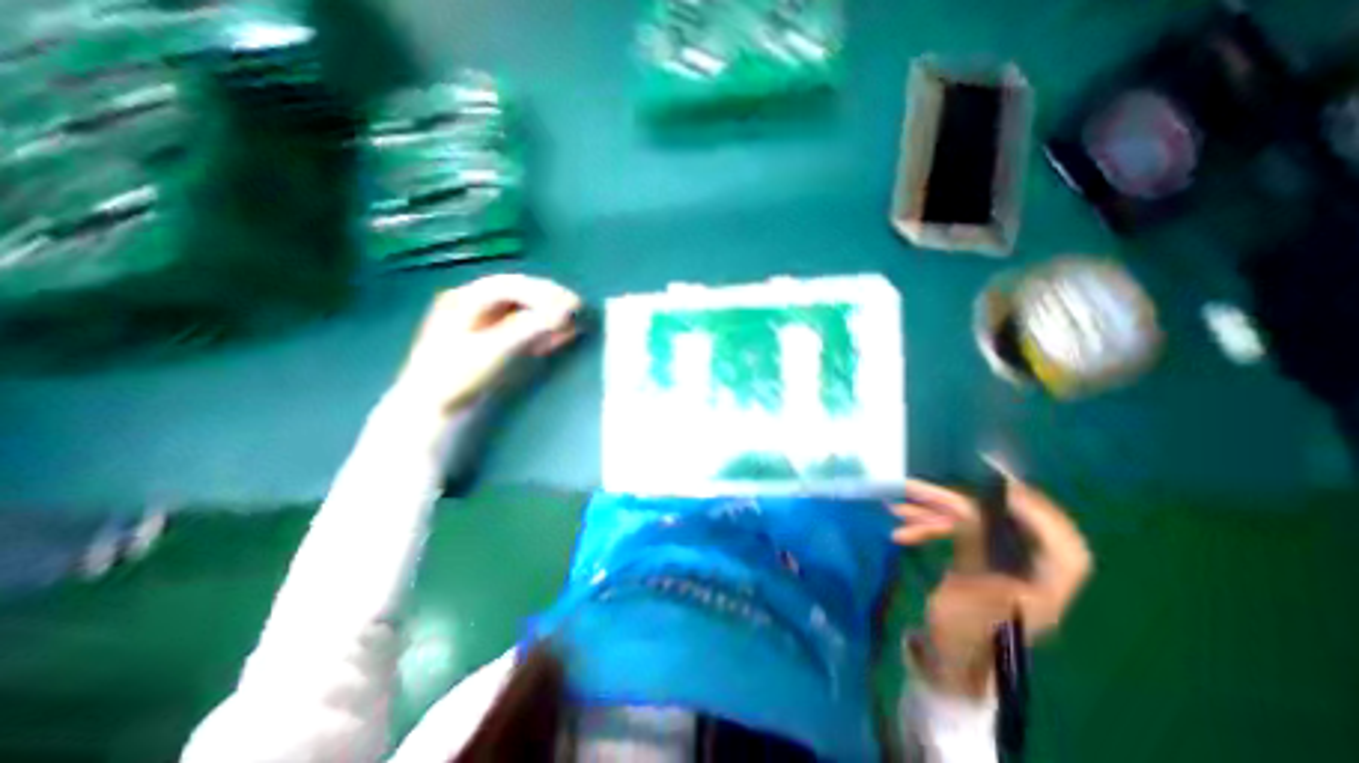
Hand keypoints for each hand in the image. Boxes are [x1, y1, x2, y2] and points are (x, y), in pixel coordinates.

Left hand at [397, 273, 580, 415]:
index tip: (572, 305)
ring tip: (575, 323)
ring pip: (525, 309)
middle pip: (521, 293)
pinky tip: (561, 334)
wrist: (433, 408)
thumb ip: (529, 328)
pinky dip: (545, 329)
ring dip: (552, 314)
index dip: (544, 292)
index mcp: (466, 298)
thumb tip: (566, 312)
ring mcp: (484, 320)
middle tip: (579, 311)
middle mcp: (474, 302)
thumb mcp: (493, 351)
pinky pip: (525, 325)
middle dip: (552, 301)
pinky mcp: (494, 337)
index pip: (511, 285)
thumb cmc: (457, 377)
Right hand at [894, 477, 1090, 697]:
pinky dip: (926, 527)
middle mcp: (1024, 568)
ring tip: (895, 507)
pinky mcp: (974, 555)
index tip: (1002, 492)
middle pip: (998, 523)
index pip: (1060, 546)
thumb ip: (983, 564)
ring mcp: (997, 559)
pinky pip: (952, 530)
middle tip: (916, 489)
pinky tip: (902, 531)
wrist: (948, 658)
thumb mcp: (976, 612)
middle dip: (953, 502)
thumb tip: (985, 532)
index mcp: (1041, 587)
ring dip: (930, 512)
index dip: (1037, 516)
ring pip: (968, 522)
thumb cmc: (965, 642)